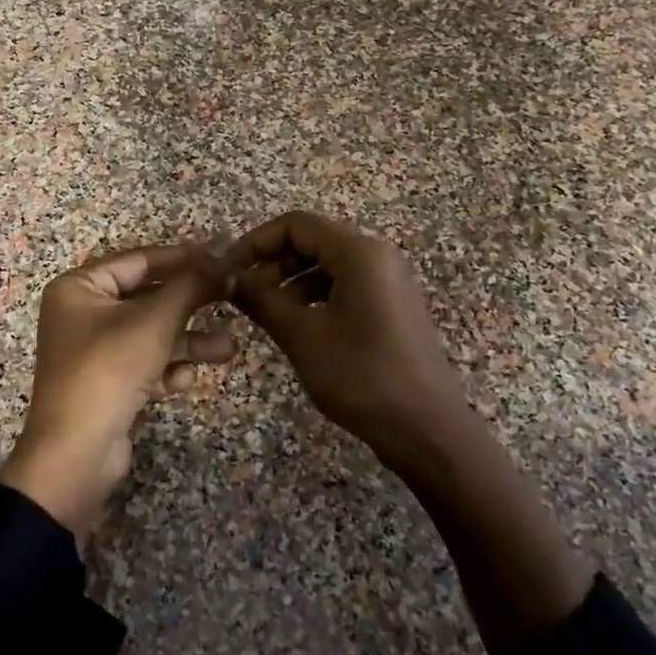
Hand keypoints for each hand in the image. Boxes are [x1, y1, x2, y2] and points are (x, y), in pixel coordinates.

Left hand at [0, 243, 235, 541]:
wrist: (75, 455)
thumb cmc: (109, 370)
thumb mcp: (154, 321)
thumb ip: (191, 287)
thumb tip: (224, 261)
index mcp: (80, 288)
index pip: (139, 260)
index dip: (183, 258)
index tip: (222, 257)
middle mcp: (83, 314)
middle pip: (148, 298)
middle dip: (190, 305)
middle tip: (231, 298)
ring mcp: (94, 351)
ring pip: (151, 334)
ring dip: (189, 341)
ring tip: (229, 349)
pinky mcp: (107, 384)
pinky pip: (145, 364)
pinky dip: (168, 369)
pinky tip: (188, 380)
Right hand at [231, 211, 472, 474]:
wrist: (427, 430)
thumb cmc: (362, 376)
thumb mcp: (302, 336)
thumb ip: (261, 299)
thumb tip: (228, 276)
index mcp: (359, 253)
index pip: (296, 224)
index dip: (256, 241)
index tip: (229, 271)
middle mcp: (377, 257)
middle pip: (312, 241)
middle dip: (272, 263)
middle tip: (242, 296)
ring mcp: (388, 282)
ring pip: (327, 265)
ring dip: (290, 282)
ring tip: (264, 314)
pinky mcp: (391, 307)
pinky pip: (344, 286)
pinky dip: (314, 298)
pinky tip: (296, 326)